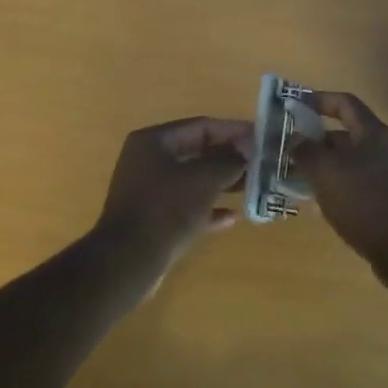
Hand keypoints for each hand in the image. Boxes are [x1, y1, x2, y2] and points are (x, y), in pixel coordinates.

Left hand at [93, 116, 249, 286]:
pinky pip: (186, 206)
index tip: (259, 137)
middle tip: (258, 163)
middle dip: (228, 158)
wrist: (128, 261)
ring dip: (221, 183)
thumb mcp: (203, 179)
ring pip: (192, 180)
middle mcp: (147, 161)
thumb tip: (243, 155)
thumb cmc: (166, 208)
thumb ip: (227, 162)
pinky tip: (231, 218)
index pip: (200, 126)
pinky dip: (207, 209)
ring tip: (251, 187)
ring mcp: (148, 191)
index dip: (232, 130)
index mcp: (153, 141)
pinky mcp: (152, 219)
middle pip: (196, 152)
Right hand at [293, 91, 387, 291]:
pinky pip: (354, 185)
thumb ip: (306, 150)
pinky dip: (334, 188)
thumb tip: (295, 139)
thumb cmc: (364, 202)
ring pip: (346, 162)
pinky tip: (315, 205)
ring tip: (294, 178)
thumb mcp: (325, 172)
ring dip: (321, 167)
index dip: (318, 99)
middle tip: (288, 149)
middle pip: (343, 134)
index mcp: (371, 133)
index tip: (294, 106)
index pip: (344, 102)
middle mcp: (382, 148)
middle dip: (314, 140)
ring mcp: (387, 175)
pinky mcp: (386, 200)